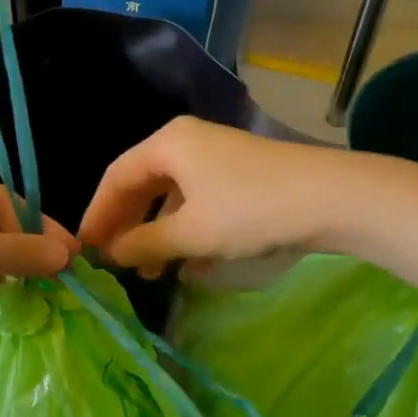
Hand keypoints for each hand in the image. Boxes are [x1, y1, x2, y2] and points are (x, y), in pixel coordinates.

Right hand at [79, 117, 345, 275]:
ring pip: (172, 197)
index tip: (83, 248)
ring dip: (158, 234)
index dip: (97, 214)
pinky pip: (199, 203)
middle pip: (142, 185)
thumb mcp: (191, 232)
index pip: (116, 177)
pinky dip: (187, 232)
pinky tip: (190, 267)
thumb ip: (145, 243)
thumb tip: (111, 254)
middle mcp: (187, 143)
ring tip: (149, 273)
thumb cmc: (250, 209)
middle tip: (111, 261)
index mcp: (167, 144)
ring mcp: (216, 158)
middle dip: (127, 225)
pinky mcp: (240, 176)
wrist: (333, 198)